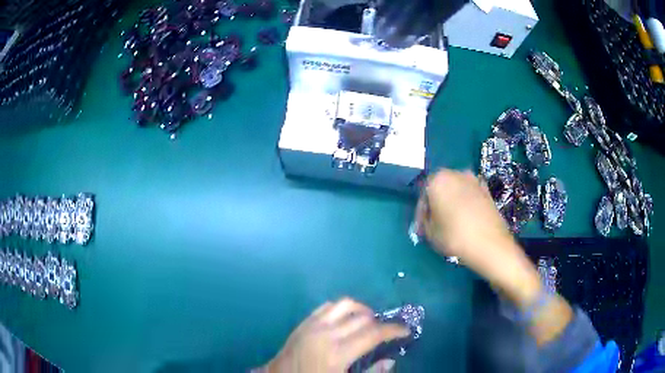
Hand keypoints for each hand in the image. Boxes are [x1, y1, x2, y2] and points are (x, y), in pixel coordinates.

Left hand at [264, 298, 408, 372]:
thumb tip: (390, 361)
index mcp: (338, 353)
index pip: (373, 333)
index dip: (393, 329)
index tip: (405, 330)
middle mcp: (326, 334)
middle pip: (362, 317)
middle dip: (380, 321)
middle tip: (387, 330)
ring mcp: (313, 325)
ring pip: (344, 304)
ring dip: (361, 310)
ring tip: (368, 321)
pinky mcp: (304, 322)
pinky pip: (326, 306)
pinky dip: (341, 308)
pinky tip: (345, 319)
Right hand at [415, 170, 539, 303]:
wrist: (490, 244)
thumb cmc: (455, 237)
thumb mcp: (430, 233)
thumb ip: (424, 222)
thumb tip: (426, 220)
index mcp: (437, 180)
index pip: (423, 195)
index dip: (421, 213)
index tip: (421, 228)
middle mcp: (455, 173)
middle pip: (440, 189)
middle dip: (436, 204)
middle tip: (435, 223)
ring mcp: (474, 180)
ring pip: (456, 191)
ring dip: (451, 203)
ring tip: (450, 222)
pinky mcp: (486, 189)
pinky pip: (470, 195)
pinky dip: (465, 203)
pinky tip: (466, 219)